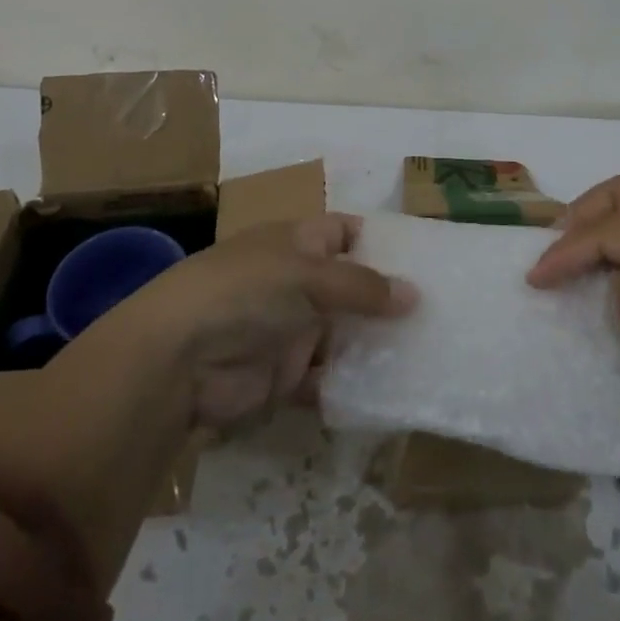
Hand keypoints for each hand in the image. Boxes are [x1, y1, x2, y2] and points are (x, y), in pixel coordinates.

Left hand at [88, 213, 417, 428]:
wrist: (179, 359)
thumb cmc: (246, 292)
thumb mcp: (308, 275)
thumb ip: (363, 286)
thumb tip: (415, 294)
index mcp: (297, 242)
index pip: (344, 231)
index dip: (378, 240)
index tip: (423, 257)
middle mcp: (296, 282)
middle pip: (350, 286)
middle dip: (386, 298)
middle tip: (440, 311)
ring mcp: (290, 328)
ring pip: (343, 333)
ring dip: (374, 343)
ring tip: (427, 350)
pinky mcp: (284, 375)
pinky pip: (328, 378)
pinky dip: (352, 384)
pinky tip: (391, 389)